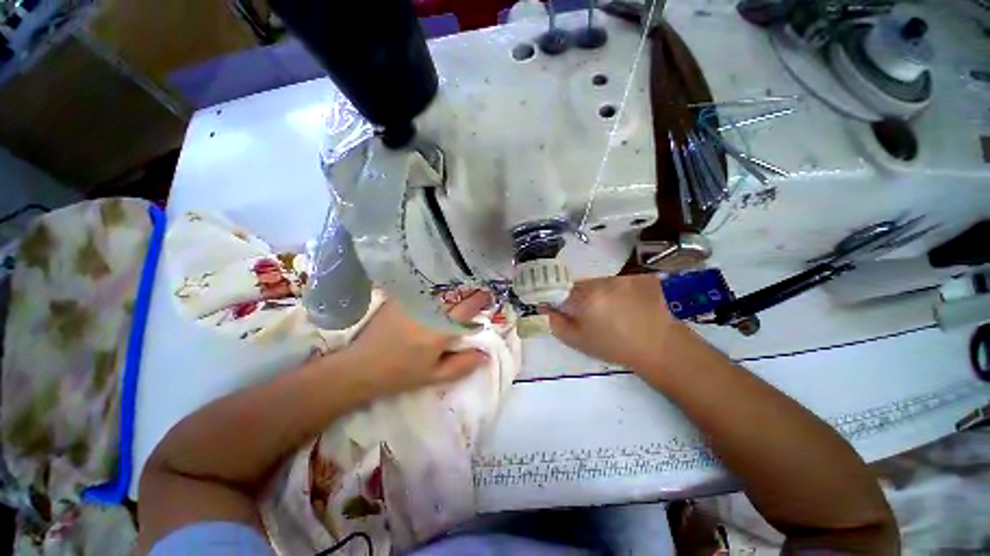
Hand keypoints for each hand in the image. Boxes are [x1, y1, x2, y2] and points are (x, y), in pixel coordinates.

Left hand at [343, 291, 491, 397]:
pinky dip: (432, 293)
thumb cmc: (401, 375)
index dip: (480, 300)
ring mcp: (412, 303)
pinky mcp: (399, 300)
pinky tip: (432, 299)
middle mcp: (429, 312)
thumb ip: (462, 365)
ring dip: (450, 295)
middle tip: (472, 297)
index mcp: (440, 331)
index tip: (488, 296)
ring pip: (439, 293)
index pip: (467, 309)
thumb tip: (485, 355)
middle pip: (455, 297)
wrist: (361, 367)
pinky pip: (422, 291)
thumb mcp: (435, 376)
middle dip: (466, 295)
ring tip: (453, 299)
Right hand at [540, 275, 678, 371]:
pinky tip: (627, 306)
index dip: (558, 299)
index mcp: (585, 297)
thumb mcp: (578, 340)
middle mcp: (603, 282)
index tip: (562, 309)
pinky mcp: (640, 278)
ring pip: (599, 282)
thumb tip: (545, 307)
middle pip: (580, 284)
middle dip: (580, 297)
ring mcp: (624, 278)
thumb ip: (556, 322)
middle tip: (590, 314)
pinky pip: (618, 281)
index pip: (560, 289)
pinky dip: (616, 291)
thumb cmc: (614, 347)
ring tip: (611, 311)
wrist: (660, 347)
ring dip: (599, 293)